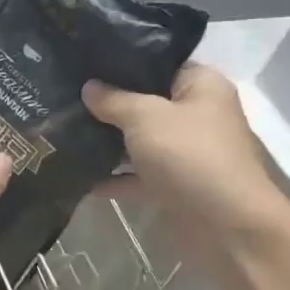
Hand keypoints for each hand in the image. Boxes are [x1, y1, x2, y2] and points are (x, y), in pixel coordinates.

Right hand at [83, 64, 287, 257]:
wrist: (226, 226)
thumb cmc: (189, 155)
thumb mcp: (144, 116)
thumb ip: (113, 99)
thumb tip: (89, 87)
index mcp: (201, 86)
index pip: (159, 63)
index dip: (123, 62)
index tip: (84, 63)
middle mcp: (196, 116)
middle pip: (146, 103)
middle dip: (108, 104)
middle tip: (65, 96)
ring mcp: (184, 153)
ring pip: (139, 141)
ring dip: (108, 142)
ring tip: (63, 131)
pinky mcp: (173, 186)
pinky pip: (136, 176)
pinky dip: (113, 178)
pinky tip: (78, 175)